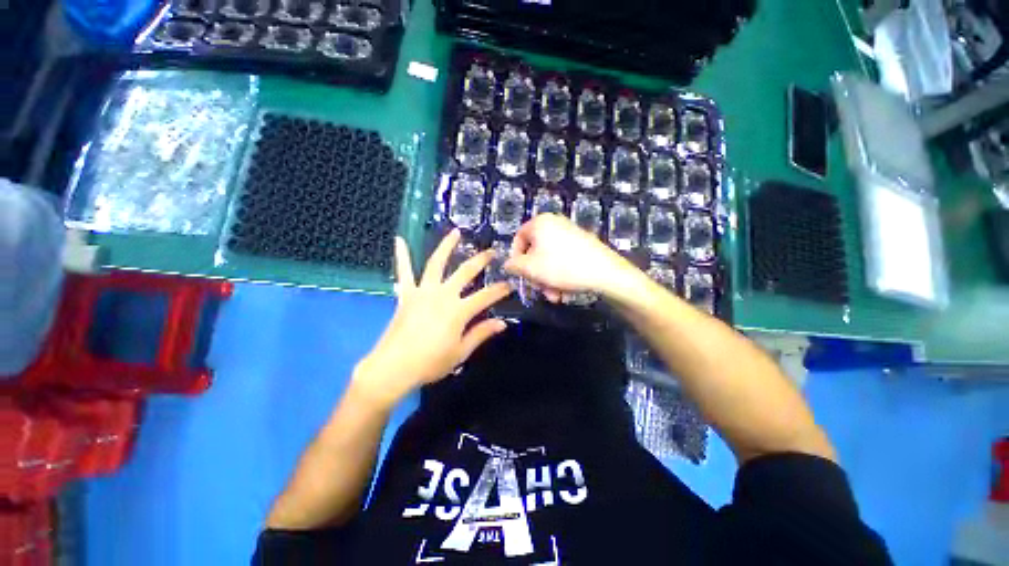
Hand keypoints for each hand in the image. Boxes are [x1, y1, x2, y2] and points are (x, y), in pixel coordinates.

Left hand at [353, 230, 511, 408]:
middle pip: (465, 272)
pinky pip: (404, 272)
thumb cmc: (430, 363)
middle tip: (492, 251)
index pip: (486, 296)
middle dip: (481, 260)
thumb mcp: (461, 352)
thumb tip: (502, 323)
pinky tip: (399, 240)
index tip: (511, 284)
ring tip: (455, 232)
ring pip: (436, 263)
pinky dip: (401, 256)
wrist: (393, 367)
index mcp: (458, 310)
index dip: (501, 290)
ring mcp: (423, 291)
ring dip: (446, 246)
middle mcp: (443, 295)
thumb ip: (481, 334)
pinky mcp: (406, 295)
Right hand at [504, 214, 637, 301]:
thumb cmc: (562, 267)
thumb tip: (508, 264)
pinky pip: (563, 259)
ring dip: (547, 279)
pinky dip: (560, 275)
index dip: (515, 258)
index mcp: (540, 222)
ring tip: (555, 296)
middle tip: (539, 290)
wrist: (605, 273)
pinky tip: (565, 291)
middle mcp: (555, 223)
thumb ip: (513, 265)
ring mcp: (571, 233)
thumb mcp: (530, 268)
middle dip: (535, 275)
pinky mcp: (583, 244)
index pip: (518, 238)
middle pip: (535, 251)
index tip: (519, 275)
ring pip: (549, 259)